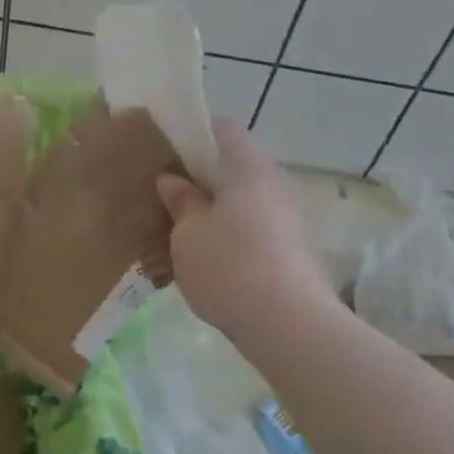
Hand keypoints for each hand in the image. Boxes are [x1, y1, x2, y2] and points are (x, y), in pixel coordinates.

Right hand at [156, 119, 339, 347]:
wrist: (287, 324)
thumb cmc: (228, 264)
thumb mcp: (188, 232)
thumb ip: (180, 200)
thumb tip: (172, 179)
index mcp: (247, 166)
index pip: (221, 129)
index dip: (191, 133)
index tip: (164, 149)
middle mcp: (272, 182)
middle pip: (233, 165)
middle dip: (199, 175)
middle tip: (164, 192)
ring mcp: (286, 216)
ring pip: (242, 198)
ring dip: (213, 206)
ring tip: (179, 226)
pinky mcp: (290, 247)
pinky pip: (252, 225)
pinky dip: (228, 230)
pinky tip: (204, 254)